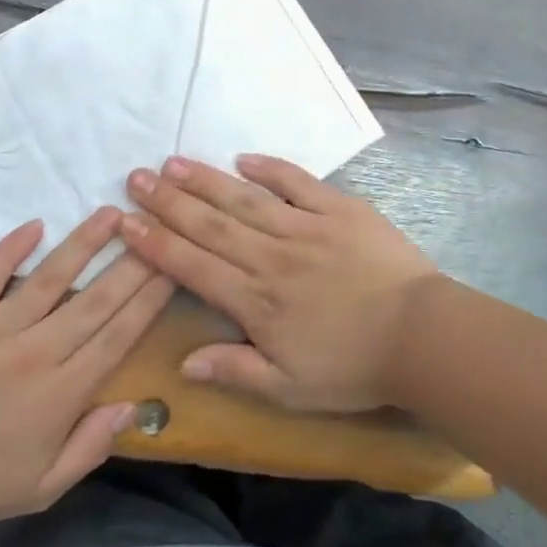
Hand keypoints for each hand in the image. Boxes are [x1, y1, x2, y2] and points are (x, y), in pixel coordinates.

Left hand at [0, 208, 172, 531]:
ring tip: (111, 213)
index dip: (149, 300)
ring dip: (84, 243)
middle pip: (96, 300)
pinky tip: (36, 224)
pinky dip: (12, 248)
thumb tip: (134, 406)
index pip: (117, 336)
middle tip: (156, 230)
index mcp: (61, 394)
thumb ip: (91, 447)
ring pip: (51, 277)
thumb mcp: (42, 488)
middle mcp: (36, 352)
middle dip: (132, 263)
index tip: (172, 269)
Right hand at [121, 155, 438, 411]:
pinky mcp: (339, 210)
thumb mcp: (290, 389)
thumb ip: (235, 370)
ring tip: (174, 162)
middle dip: (168, 201)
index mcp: (255, 301)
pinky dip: (271, 168)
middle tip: (137, 177)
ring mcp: (305, 227)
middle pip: (210, 224)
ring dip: (206, 180)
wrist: (421, 336)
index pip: (193, 266)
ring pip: (244, 199)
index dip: (155, 243)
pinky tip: (244, 157)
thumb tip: (183, 361)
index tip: (125, 222)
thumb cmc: (354, 368)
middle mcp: (271, 257)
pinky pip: (298, 182)